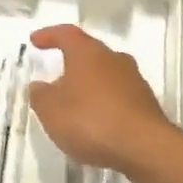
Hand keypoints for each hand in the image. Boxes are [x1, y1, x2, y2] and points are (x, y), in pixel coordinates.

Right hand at [27, 25, 176, 175]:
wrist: (145, 148)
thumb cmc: (91, 120)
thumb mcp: (51, 110)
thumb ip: (40, 95)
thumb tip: (39, 86)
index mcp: (87, 52)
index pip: (66, 34)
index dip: (49, 36)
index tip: (35, 41)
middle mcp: (113, 59)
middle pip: (90, 53)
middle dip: (72, 63)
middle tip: (56, 75)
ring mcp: (135, 81)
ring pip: (106, 75)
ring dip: (90, 85)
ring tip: (75, 103)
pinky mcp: (147, 105)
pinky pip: (119, 96)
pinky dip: (105, 104)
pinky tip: (96, 122)